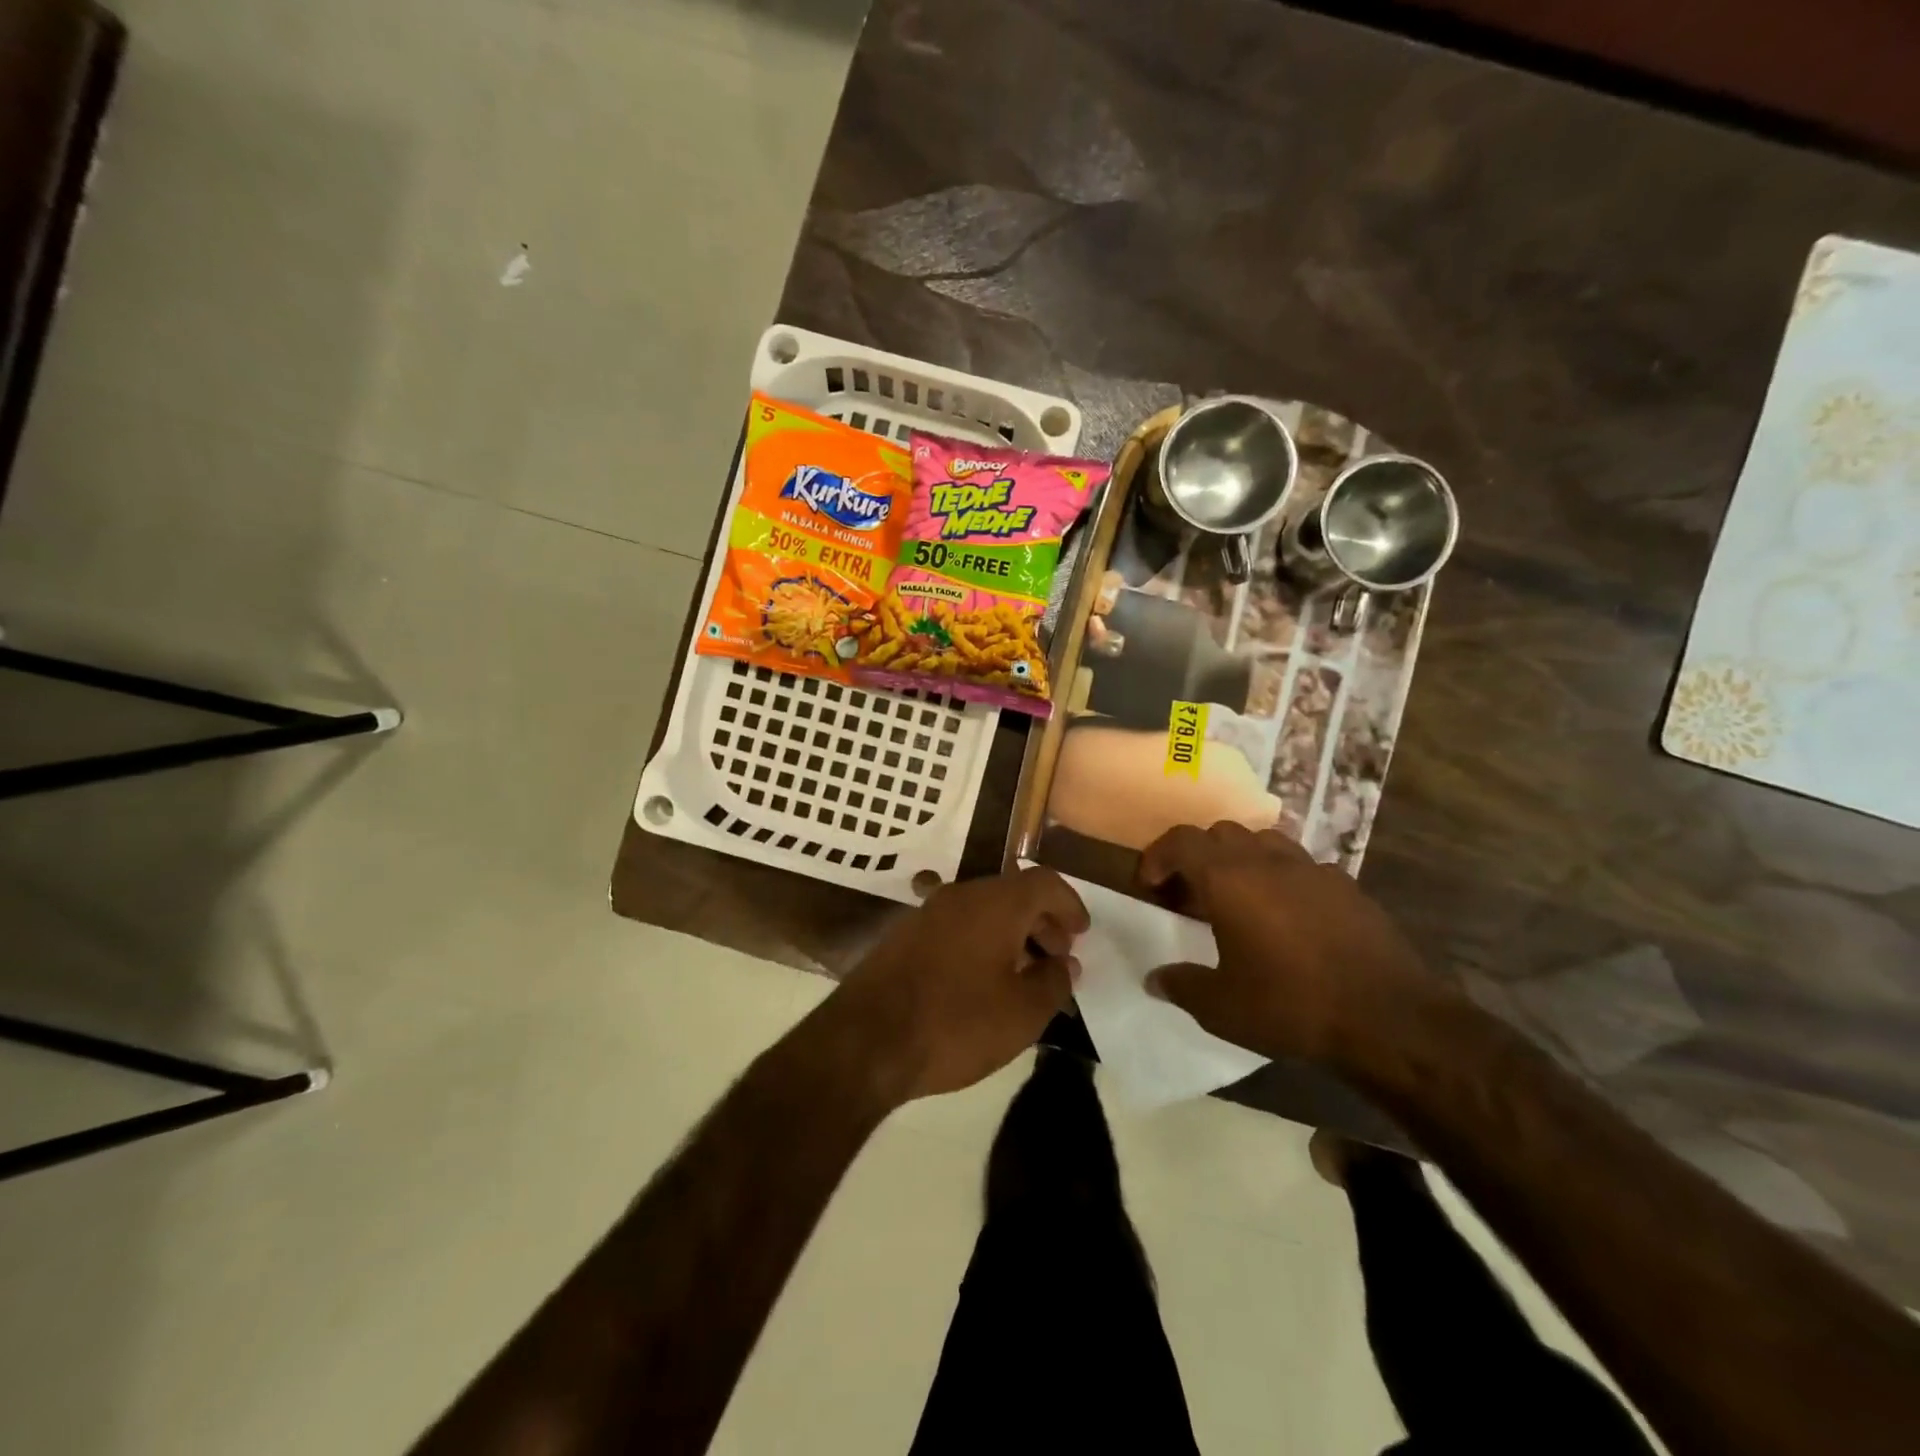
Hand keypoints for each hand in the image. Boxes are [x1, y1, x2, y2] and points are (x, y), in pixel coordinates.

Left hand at [830, 867, 1087, 1102]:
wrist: (866, 1040)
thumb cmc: (956, 1023)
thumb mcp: (1022, 1013)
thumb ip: (1053, 982)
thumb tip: (1065, 963)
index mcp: (995, 903)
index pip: (1044, 882)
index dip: (1069, 905)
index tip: (1082, 934)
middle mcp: (960, 896)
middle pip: (1013, 894)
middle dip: (1042, 922)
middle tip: (1058, 958)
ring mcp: (927, 914)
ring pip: (983, 911)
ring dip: (1012, 935)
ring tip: (1025, 976)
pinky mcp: (905, 937)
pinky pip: (958, 928)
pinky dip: (982, 944)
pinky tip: (984, 983)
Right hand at [1137, 822, 1432, 1065]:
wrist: (1390, 1018)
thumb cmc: (1292, 1005)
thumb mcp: (1221, 1007)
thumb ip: (1181, 986)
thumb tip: (1156, 979)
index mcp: (1228, 878)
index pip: (1181, 841)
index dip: (1157, 856)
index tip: (1150, 885)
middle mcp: (1267, 861)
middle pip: (1221, 832)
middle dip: (1198, 855)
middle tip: (1191, 894)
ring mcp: (1312, 869)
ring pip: (1264, 841)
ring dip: (1241, 859)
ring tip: (1239, 897)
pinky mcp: (1347, 886)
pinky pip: (1302, 867)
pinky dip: (1283, 879)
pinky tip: (1289, 917)